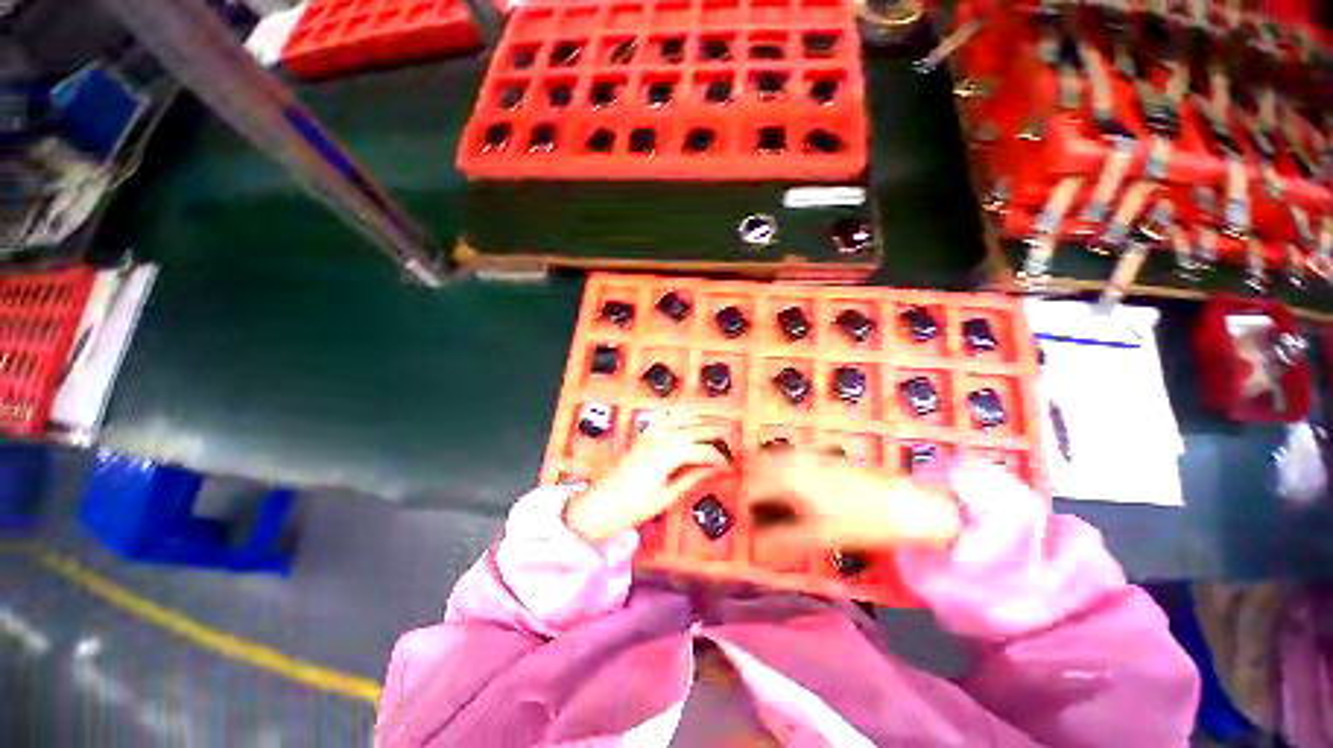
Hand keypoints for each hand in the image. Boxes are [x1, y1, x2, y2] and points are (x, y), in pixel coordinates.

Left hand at [564, 412, 733, 541]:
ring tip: (720, 421)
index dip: (720, 458)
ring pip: (685, 416)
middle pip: (698, 428)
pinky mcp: (646, 431)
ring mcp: (652, 430)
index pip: (704, 450)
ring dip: (704, 417)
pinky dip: (684, 413)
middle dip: (718, 432)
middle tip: (733, 441)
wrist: (602, 501)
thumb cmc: (634, 505)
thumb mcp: (668, 495)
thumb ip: (693, 476)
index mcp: (669, 453)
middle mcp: (662, 436)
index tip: (730, 467)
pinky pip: (669, 415)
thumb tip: (716, 469)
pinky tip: (692, 416)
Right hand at [742, 448, 961, 551]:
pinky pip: (787, 458)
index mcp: (789, 478)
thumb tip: (754, 545)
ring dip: (760, 473)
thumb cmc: (860, 521)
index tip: (732, 513)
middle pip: (758, 466)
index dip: (739, 500)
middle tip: (740, 503)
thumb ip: (783, 539)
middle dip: (745, 482)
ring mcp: (809, 455)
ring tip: (755, 494)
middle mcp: (794, 460)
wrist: (905, 504)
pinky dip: (776, 468)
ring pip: (772, 459)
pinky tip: (782, 483)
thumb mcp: (820, 536)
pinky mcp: (822, 456)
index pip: (752, 485)